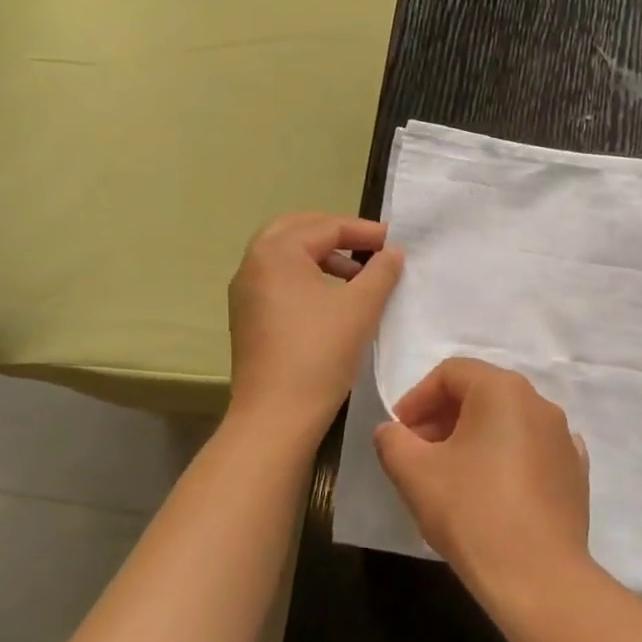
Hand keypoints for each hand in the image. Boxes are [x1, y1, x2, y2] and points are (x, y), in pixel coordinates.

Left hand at [227, 213, 402, 440]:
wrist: (278, 414)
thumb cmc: (320, 352)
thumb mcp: (361, 307)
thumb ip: (381, 271)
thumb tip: (392, 252)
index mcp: (276, 253)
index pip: (325, 226)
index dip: (364, 231)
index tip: (395, 241)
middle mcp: (253, 265)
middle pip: (297, 230)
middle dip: (335, 233)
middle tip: (369, 245)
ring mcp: (246, 293)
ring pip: (286, 256)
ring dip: (322, 256)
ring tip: (358, 275)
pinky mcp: (249, 318)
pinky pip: (279, 280)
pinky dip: (307, 276)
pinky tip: (334, 300)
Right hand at [373, 359, 591, 597]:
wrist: (538, 575)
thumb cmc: (472, 512)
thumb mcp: (415, 473)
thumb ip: (393, 441)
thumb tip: (392, 431)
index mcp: (504, 390)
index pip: (452, 372)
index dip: (417, 398)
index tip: (400, 433)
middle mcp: (540, 403)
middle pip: (482, 394)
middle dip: (443, 417)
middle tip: (418, 454)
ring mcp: (564, 437)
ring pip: (508, 423)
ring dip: (474, 438)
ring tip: (451, 476)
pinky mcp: (575, 472)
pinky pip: (533, 451)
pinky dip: (507, 459)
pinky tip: (492, 489)